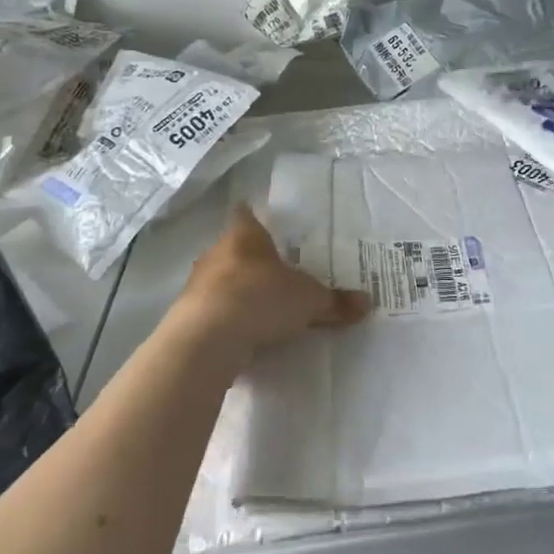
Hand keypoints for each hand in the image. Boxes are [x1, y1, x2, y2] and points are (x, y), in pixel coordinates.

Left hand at [170, 204, 368, 363]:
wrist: (207, 340)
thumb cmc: (261, 298)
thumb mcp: (308, 300)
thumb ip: (335, 302)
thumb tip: (367, 303)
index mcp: (244, 235)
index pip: (245, 214)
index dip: (253, 216)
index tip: (261, 219)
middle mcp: (216, 253)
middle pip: (233, 248)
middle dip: (250, 259)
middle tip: (274, 270)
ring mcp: (196, 285)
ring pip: (218, 280)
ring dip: (234, 291)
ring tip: (259, 306)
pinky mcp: (186, 317)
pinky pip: (210, 311)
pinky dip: (224, 319)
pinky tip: (240, 334)